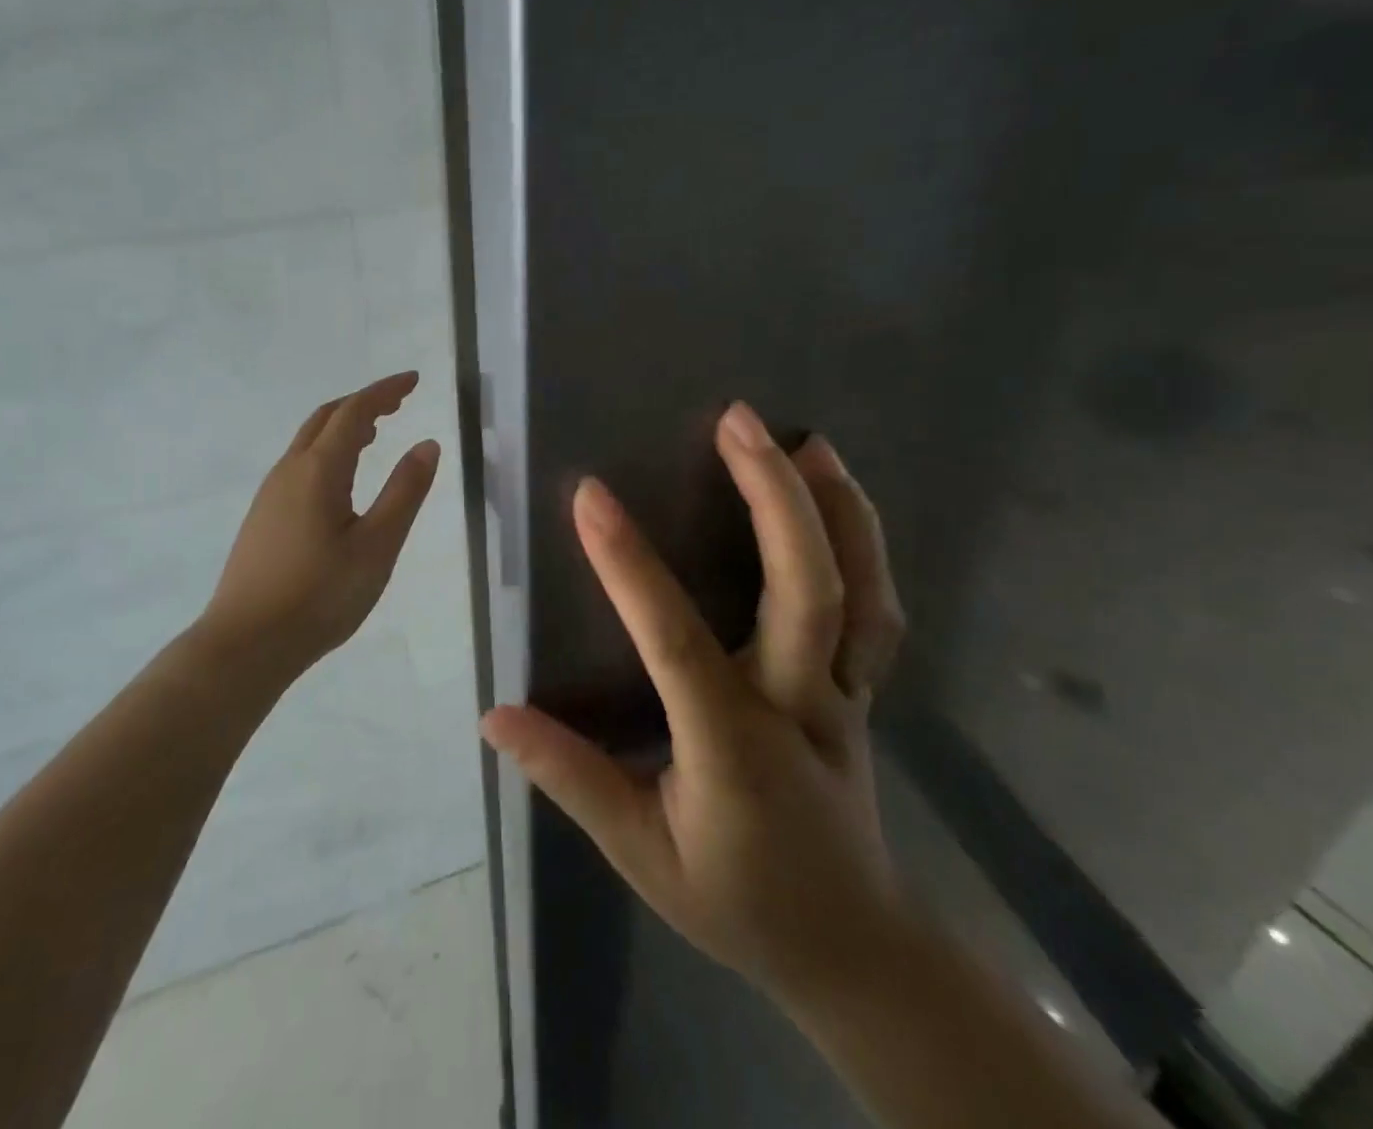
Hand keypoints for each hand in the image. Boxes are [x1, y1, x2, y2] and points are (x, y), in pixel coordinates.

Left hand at [203, 372, 440, 669]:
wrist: (245, 643)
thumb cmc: (319, 595)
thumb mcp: (377, 545)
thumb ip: (405, 492)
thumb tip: (427, 444)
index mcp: (319, 470)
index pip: (355, 411)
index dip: (385, 391)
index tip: (414, 380)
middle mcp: (289, 470)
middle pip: (326, 417)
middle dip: (364, 402)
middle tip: (399, 402)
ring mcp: (270, 493)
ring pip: (309, 441)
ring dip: (344, 426)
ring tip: (376, 433)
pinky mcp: (263, 516)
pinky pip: (300, 464)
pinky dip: (328, 451)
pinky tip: (341, 479)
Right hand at [481, 401, 909, 1006]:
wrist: (851, 950)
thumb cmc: (735, 901)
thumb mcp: (640, 853)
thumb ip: (571, 778)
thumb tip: (495, 715)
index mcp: (732, 749)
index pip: (676, 641)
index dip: (629, 565)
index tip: (589, 496)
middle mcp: (799, 707)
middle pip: (806, 592)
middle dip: (774, 499)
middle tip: (738, 423)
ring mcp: (845, 696)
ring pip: (862, 594)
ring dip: (839, 510)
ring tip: (809, 442)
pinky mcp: (862, 692)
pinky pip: (877, 613)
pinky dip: (867, 548)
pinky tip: (842, 503)